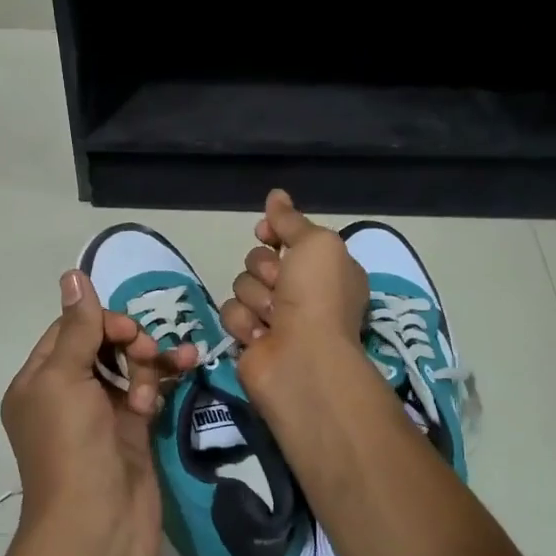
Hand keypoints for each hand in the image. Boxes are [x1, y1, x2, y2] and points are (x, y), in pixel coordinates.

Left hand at [0, 269, 196, 555]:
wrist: (98, 526)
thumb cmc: (72, 447)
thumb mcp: (64, 380)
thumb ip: (77, 329)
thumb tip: (72, 276)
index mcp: (38, 382)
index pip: (69, 331)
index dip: (99, 321)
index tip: (127, 330)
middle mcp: (67, 396)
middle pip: (101, 346)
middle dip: (129, 341)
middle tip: (146, 352)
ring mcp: (102, 415)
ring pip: (129, 367)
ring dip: (151, 360)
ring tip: (171, 366)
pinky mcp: (133, 432)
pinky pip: (150, 392)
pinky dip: (164, 379)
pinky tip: (187, 364)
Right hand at [221, 190, 369, 395]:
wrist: (302, 359)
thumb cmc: (317, 297)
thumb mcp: (316, 243)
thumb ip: (291, 220)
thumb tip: (275, 195)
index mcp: (324, 268)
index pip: (287, 237)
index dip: (274, 234)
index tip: (266, 232)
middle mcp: (301, 292)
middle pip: (258, 260)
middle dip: (265, 270)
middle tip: (282, 287)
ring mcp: (274, 317)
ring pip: (242, 285)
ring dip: (255, 298)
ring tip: (274, 319)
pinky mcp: (250, 338)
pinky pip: (230, 313)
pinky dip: (244, 322)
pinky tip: (261, 337)